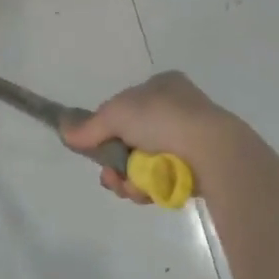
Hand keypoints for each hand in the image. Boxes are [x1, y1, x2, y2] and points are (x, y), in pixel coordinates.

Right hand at [60, 71, 239, 203]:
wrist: (213, 151)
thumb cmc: (163, 119)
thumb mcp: (116, 113)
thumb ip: (89, 126)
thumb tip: (64, 132)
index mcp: (162, 85)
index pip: (125, 106)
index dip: (107, 127)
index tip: (95, 146)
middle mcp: (177, 109)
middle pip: (130, 139)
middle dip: (115, 161)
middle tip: (110, 175)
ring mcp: (189, 140)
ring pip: (143, 163)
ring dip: (129, 178)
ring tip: (129, 187)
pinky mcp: (197, 169)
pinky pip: (162, 179)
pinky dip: (150, 188)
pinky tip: (148, 193)